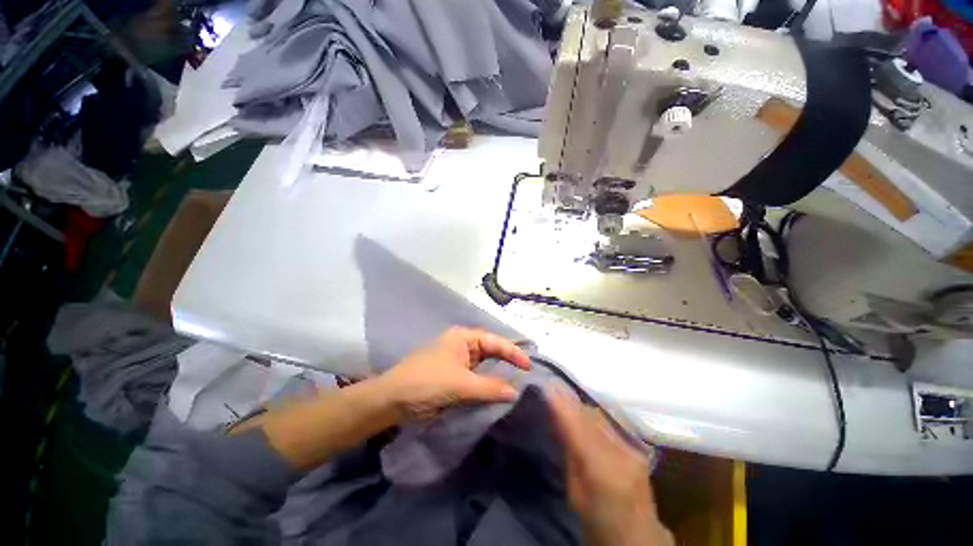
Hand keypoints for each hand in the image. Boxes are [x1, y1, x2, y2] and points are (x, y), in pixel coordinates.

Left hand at [377, 327, 530, 420]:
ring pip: (484, 367)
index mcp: (463, 338)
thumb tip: (515, 392)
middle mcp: (462, 346)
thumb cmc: (426, 382)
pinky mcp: (453, 378)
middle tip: (526, 375)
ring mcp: (457, 362)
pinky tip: (498, 394)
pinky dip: (486, 386)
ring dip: (497, 375)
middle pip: (490, 352)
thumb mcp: (460, 384)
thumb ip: (489, 387)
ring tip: (517, 385)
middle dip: (507, 362)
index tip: (529, 366)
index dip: (513, 352)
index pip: (494, 341)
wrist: (392, 401)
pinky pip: (475, 379)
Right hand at [547, 392, 673, 545]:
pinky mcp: (637, 446)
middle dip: (568, 401)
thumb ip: (568, 454)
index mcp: (602, 468)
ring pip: (599, 414)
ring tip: (564, 401)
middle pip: (590, 415)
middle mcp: (621, 451)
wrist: (639, 538)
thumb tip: (556, 421)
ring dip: (580, 406)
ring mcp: (632, 447)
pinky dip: (592, 415)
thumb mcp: (575, 494)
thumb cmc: (598, 523)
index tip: (545, 386)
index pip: (577, 425)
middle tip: (550, 392)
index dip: (560, 403)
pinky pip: (609, 421)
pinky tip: (583, 415)